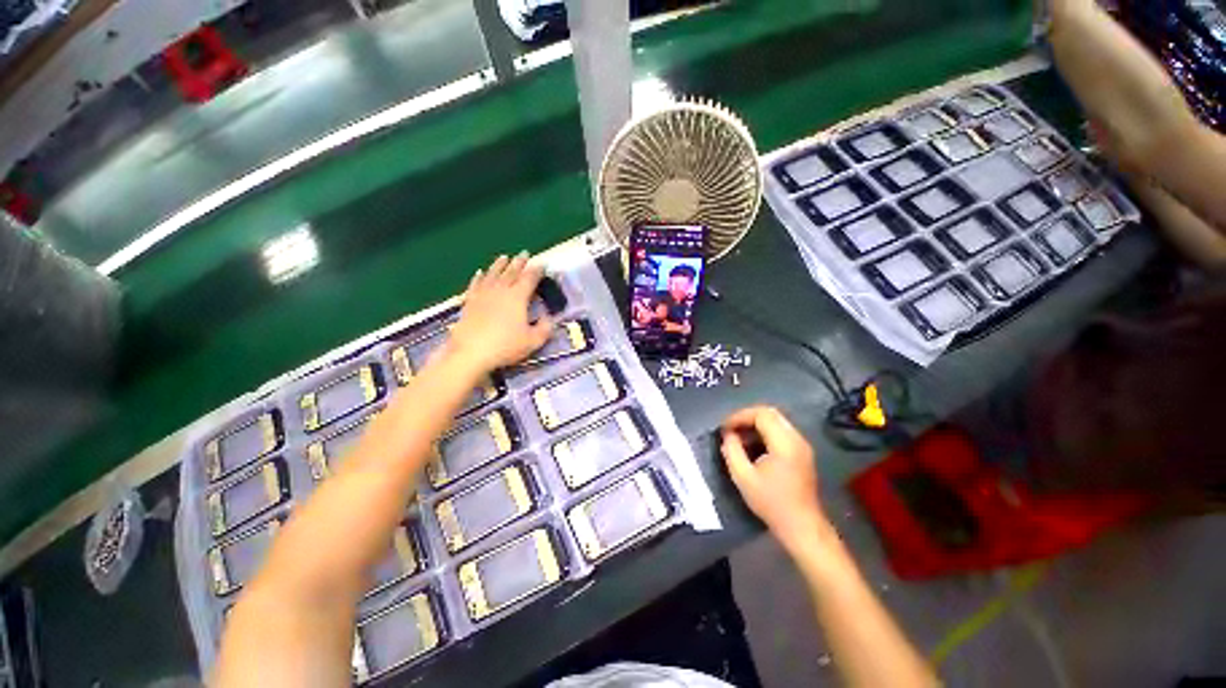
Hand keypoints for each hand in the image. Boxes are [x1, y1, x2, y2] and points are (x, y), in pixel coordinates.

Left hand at [446, 253, 552, 372]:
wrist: (470, 352)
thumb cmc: (505, 346)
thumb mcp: (533, 341)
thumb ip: (545, 328)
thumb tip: (549, 318)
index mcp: (518, 297)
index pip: (530, 278)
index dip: (537, 270)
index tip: (542, 263)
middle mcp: (500, 290)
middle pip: (511, 272)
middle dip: (519, 262)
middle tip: (524, 253)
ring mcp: (483, 294)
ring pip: (493, 274)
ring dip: (499, 265)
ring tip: (504, 257)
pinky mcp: (469, 302)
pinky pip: (475, 284)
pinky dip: (479, 277)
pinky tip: (479, 273)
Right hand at [721, 407, 827, 554]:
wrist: (802, 526)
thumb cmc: (771, 503)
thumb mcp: (743, 477)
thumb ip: (732, 451)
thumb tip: (727, 435)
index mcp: (784, 443)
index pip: (761, 414)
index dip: (739, 416)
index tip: (725, 428)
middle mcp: (796, 439)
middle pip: (770, 413)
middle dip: (747, 417)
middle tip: (731, 429)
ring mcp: (802, 445)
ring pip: (776, 421)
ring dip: (755, 424)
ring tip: (739, 437)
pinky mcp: (802, 453)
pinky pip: (781, 431)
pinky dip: (765, 432)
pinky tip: (753, 446)